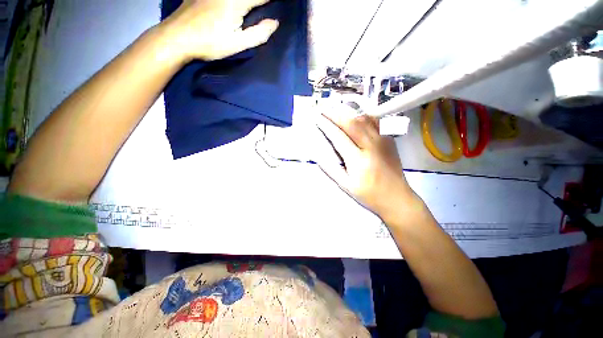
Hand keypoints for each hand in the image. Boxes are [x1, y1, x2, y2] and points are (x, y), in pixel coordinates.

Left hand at [160, 0, 278, 61]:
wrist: (177, 37)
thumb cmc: (210, 44)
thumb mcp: (237, 44)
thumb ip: (259, 34)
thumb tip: (275, 23)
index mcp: (236, 1)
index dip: (270, 1)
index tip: (276, 7)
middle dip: (259, 1)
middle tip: (264, 7)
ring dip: (246, 1)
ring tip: (250, 8)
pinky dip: (231, 1)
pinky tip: (230, 8)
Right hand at [315, 104, 418, 220]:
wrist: (397, 197)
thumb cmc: (369, 194)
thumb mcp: (346, 186)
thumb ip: (331, 169)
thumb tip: (318, 155)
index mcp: (358, 160)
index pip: (338, 137)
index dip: (326, 126)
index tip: (317, 117)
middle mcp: (371, 146)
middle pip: (352, 123)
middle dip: (335, 114)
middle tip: (324, 108)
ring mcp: (383, 141)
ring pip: (364, 119)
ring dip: (348, 112)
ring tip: (336, 109)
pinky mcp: (389, 140)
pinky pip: (375, 122)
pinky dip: (362, 116)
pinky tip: (355, 116)